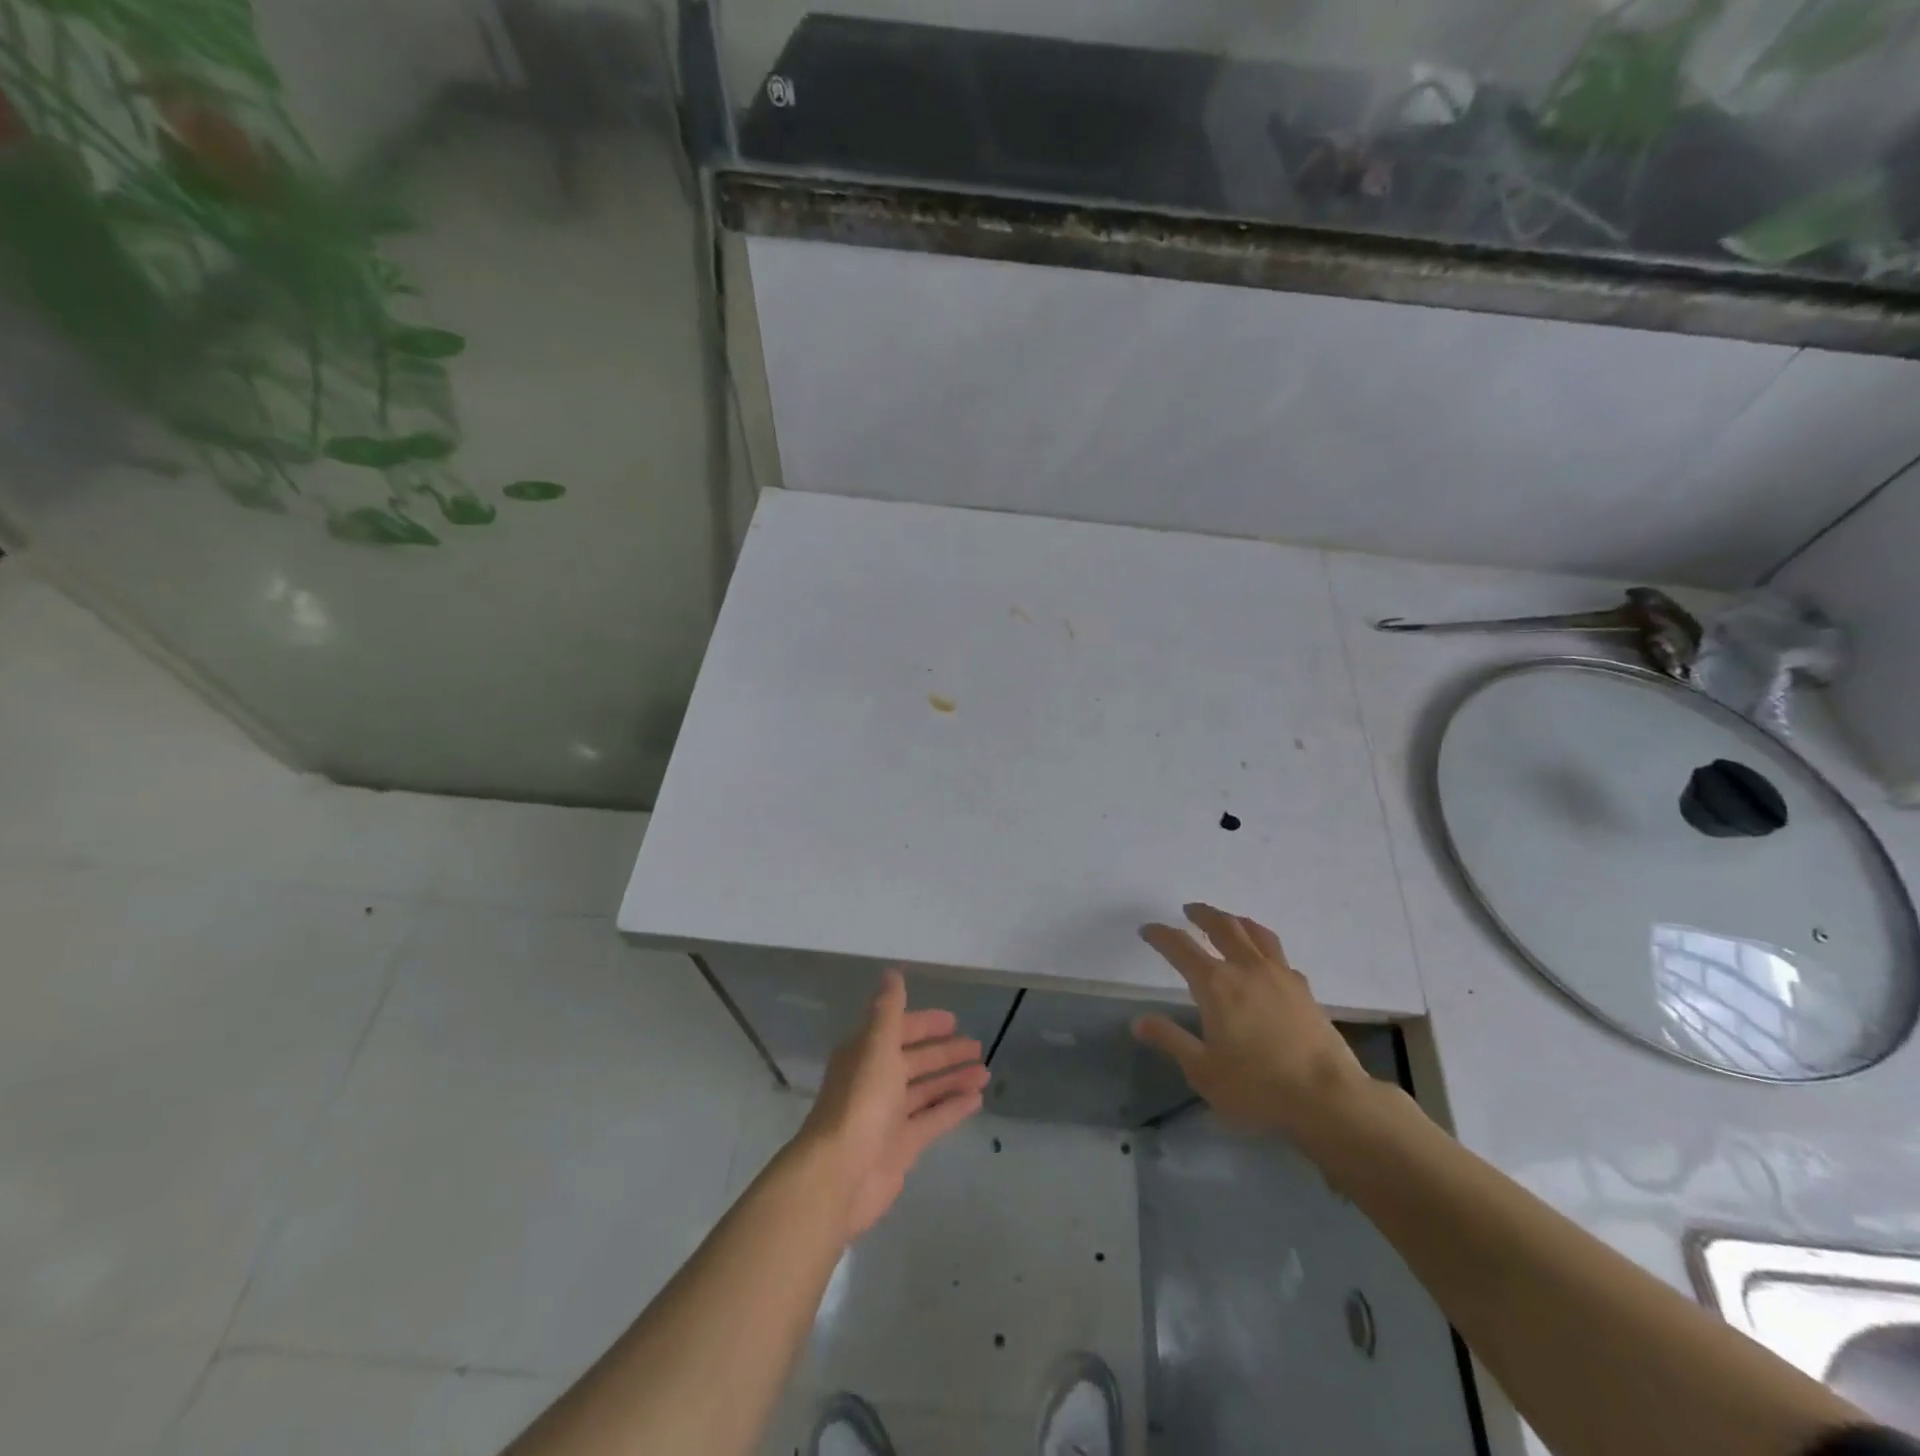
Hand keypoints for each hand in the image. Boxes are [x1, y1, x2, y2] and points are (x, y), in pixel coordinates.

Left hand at [799, 970, 989, 1237]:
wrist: (840, 1174)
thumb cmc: (860, 1102)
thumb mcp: (876, 1046)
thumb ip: (889, 1010)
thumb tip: (892, 972)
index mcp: (865, 1054)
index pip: (898, 1031)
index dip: (924, 1024)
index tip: (953, 1020)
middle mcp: (876, 1081)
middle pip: (914, 1061)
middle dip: (944, 1053)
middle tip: (977, 1045)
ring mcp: (889, 1116)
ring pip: (926, 1090)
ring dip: (952, 1079)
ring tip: (984, 1071)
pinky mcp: (902, 1146)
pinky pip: (933, 1120)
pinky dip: (953, 1108)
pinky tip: (977, 1100)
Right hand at [1132, 903, 1372, 1138]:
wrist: (1328, 1099)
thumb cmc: (1257, 1087)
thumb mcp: (1203, 1071)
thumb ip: (1171, 1040)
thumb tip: (1140, 1021)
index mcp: (1215, 984)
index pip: (1180, 947)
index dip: (1161, 935)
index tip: (1148, 929)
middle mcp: (1246, 968)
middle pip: (1222, 926)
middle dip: (1202, 914)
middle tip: (1189, 910)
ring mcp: (1280, 975)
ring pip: (1255, 932)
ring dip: (1236, 920)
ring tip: (1228, 920)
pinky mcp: (1304, 989)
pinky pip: (1279, 954)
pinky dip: (1264, 946)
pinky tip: (1265, 959)